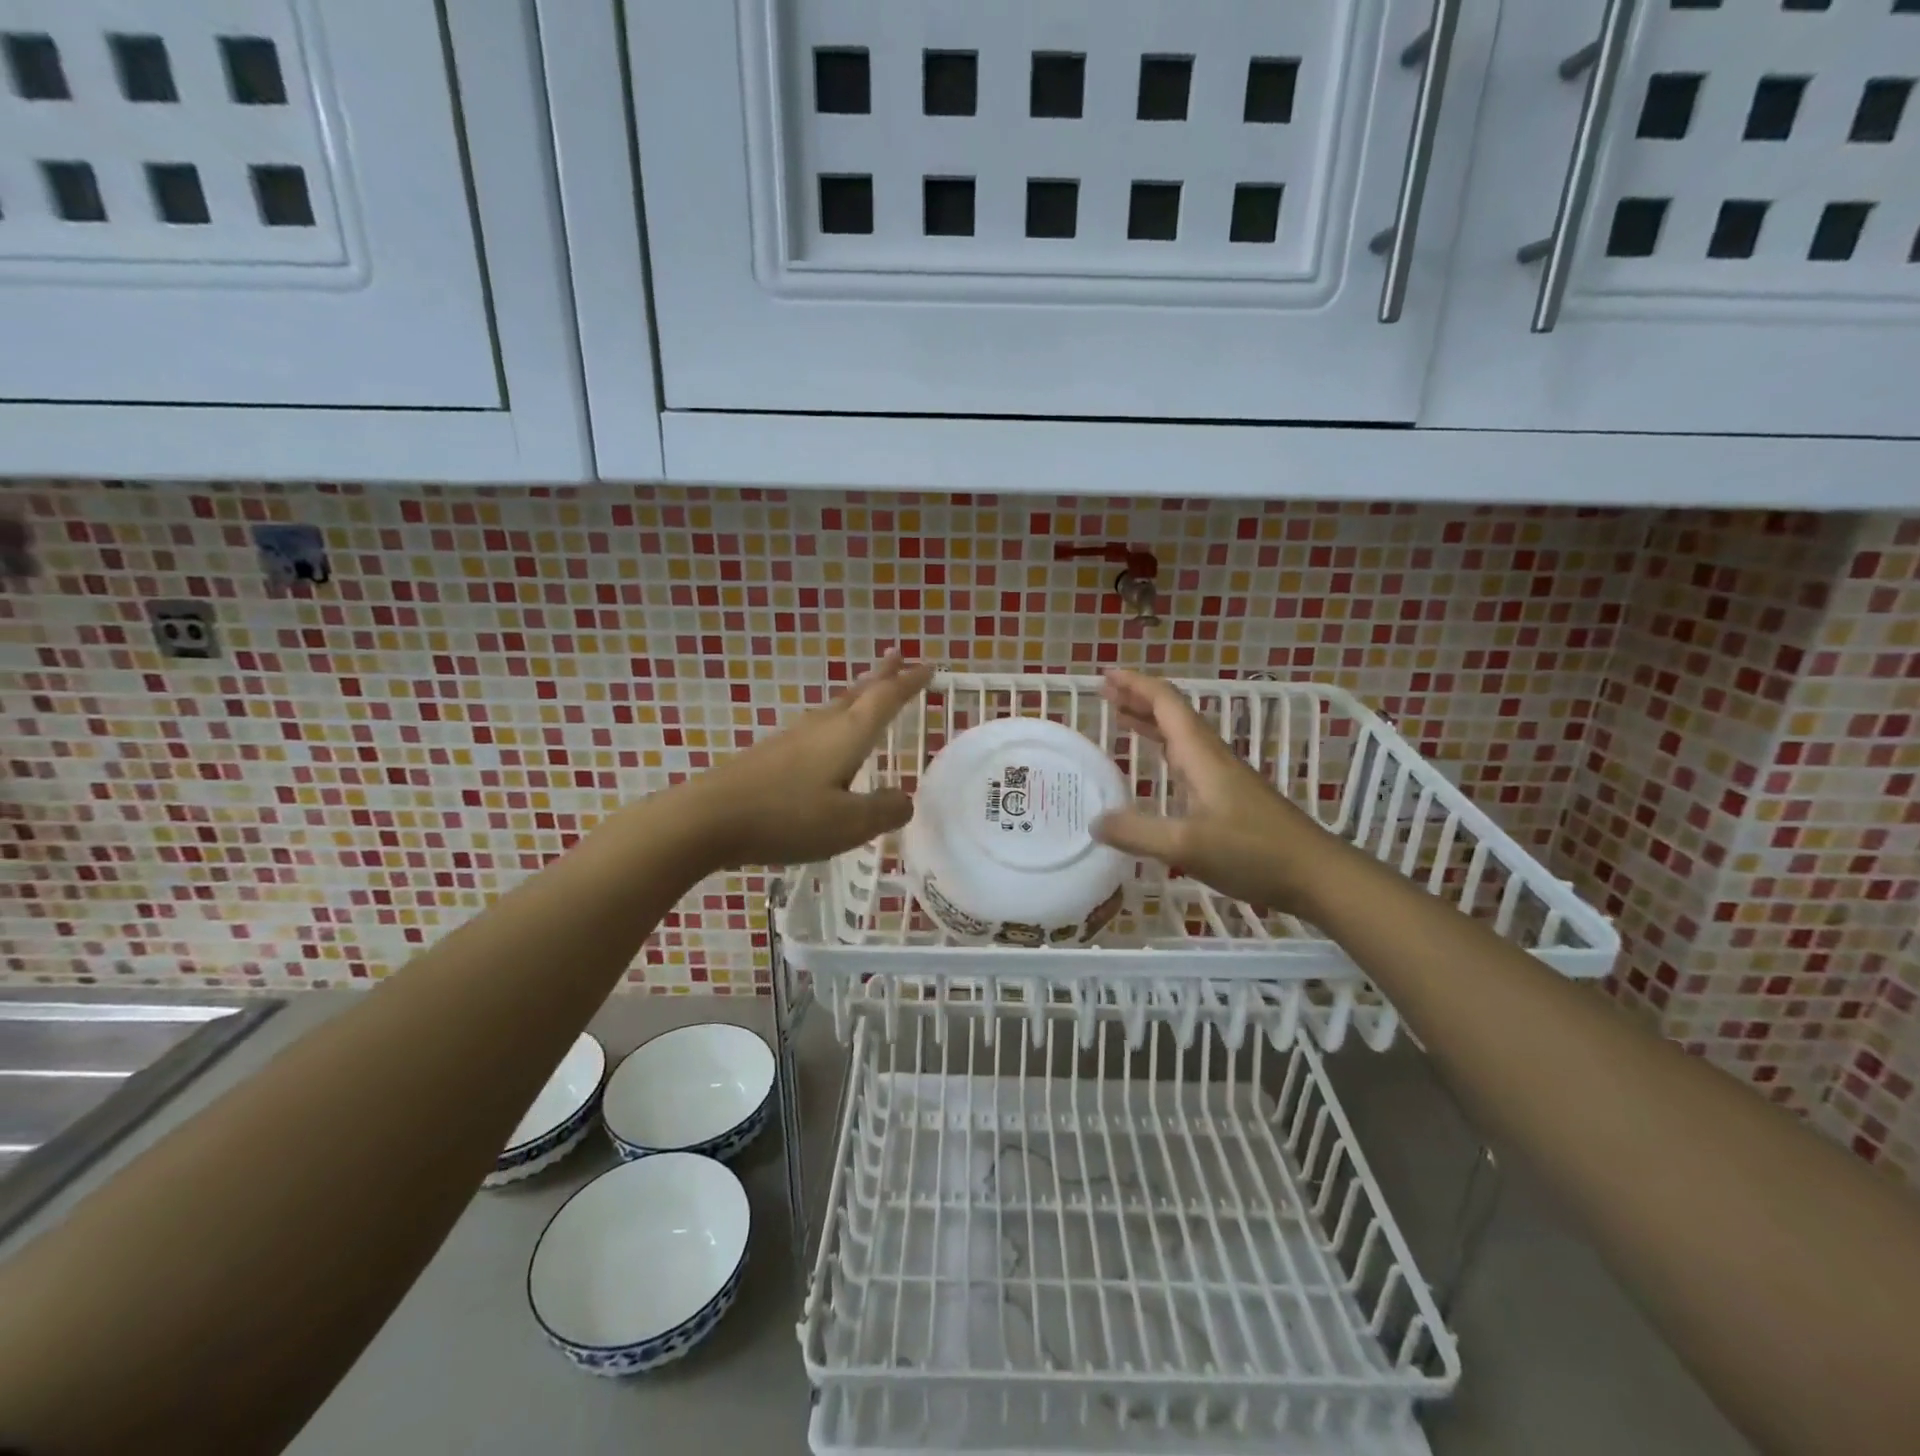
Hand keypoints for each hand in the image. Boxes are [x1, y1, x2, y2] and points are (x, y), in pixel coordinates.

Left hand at [678, 652, 933, 868]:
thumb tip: (904, 800)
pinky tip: (828, 737)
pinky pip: (817, 726)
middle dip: (882, 676)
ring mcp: (792, 738)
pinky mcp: (771, 755)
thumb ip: (883, 810)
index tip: (929, 666)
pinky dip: (836, 719)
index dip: (909, 683)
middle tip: (899, 656)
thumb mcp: (848, 824)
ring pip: (835, 707)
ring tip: (870, 690)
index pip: (886, 699)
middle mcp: (821, 726)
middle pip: (858, 692)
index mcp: (847, 735)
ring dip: (858, 694)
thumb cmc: (786, 817)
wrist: (707, 818)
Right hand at [1090, 669, 1336, 911]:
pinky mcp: (1231, 797)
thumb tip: (1095, 821)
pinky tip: (1159, 765)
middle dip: (1138, 698)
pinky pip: (1188, 759)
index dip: (1135, 685)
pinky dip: (1164, 750)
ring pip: (1181, 736)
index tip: (1105, 675)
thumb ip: (1137, 832)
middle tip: (1105, 692)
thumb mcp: (1186, 845)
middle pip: (1173, 714)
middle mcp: (1212, 757)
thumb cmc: (1253, 852)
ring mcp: (1224, 777)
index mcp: (1201, 755)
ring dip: (1150, 722)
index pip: (1166, 704)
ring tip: (1121, 718)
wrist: (1317, 875)